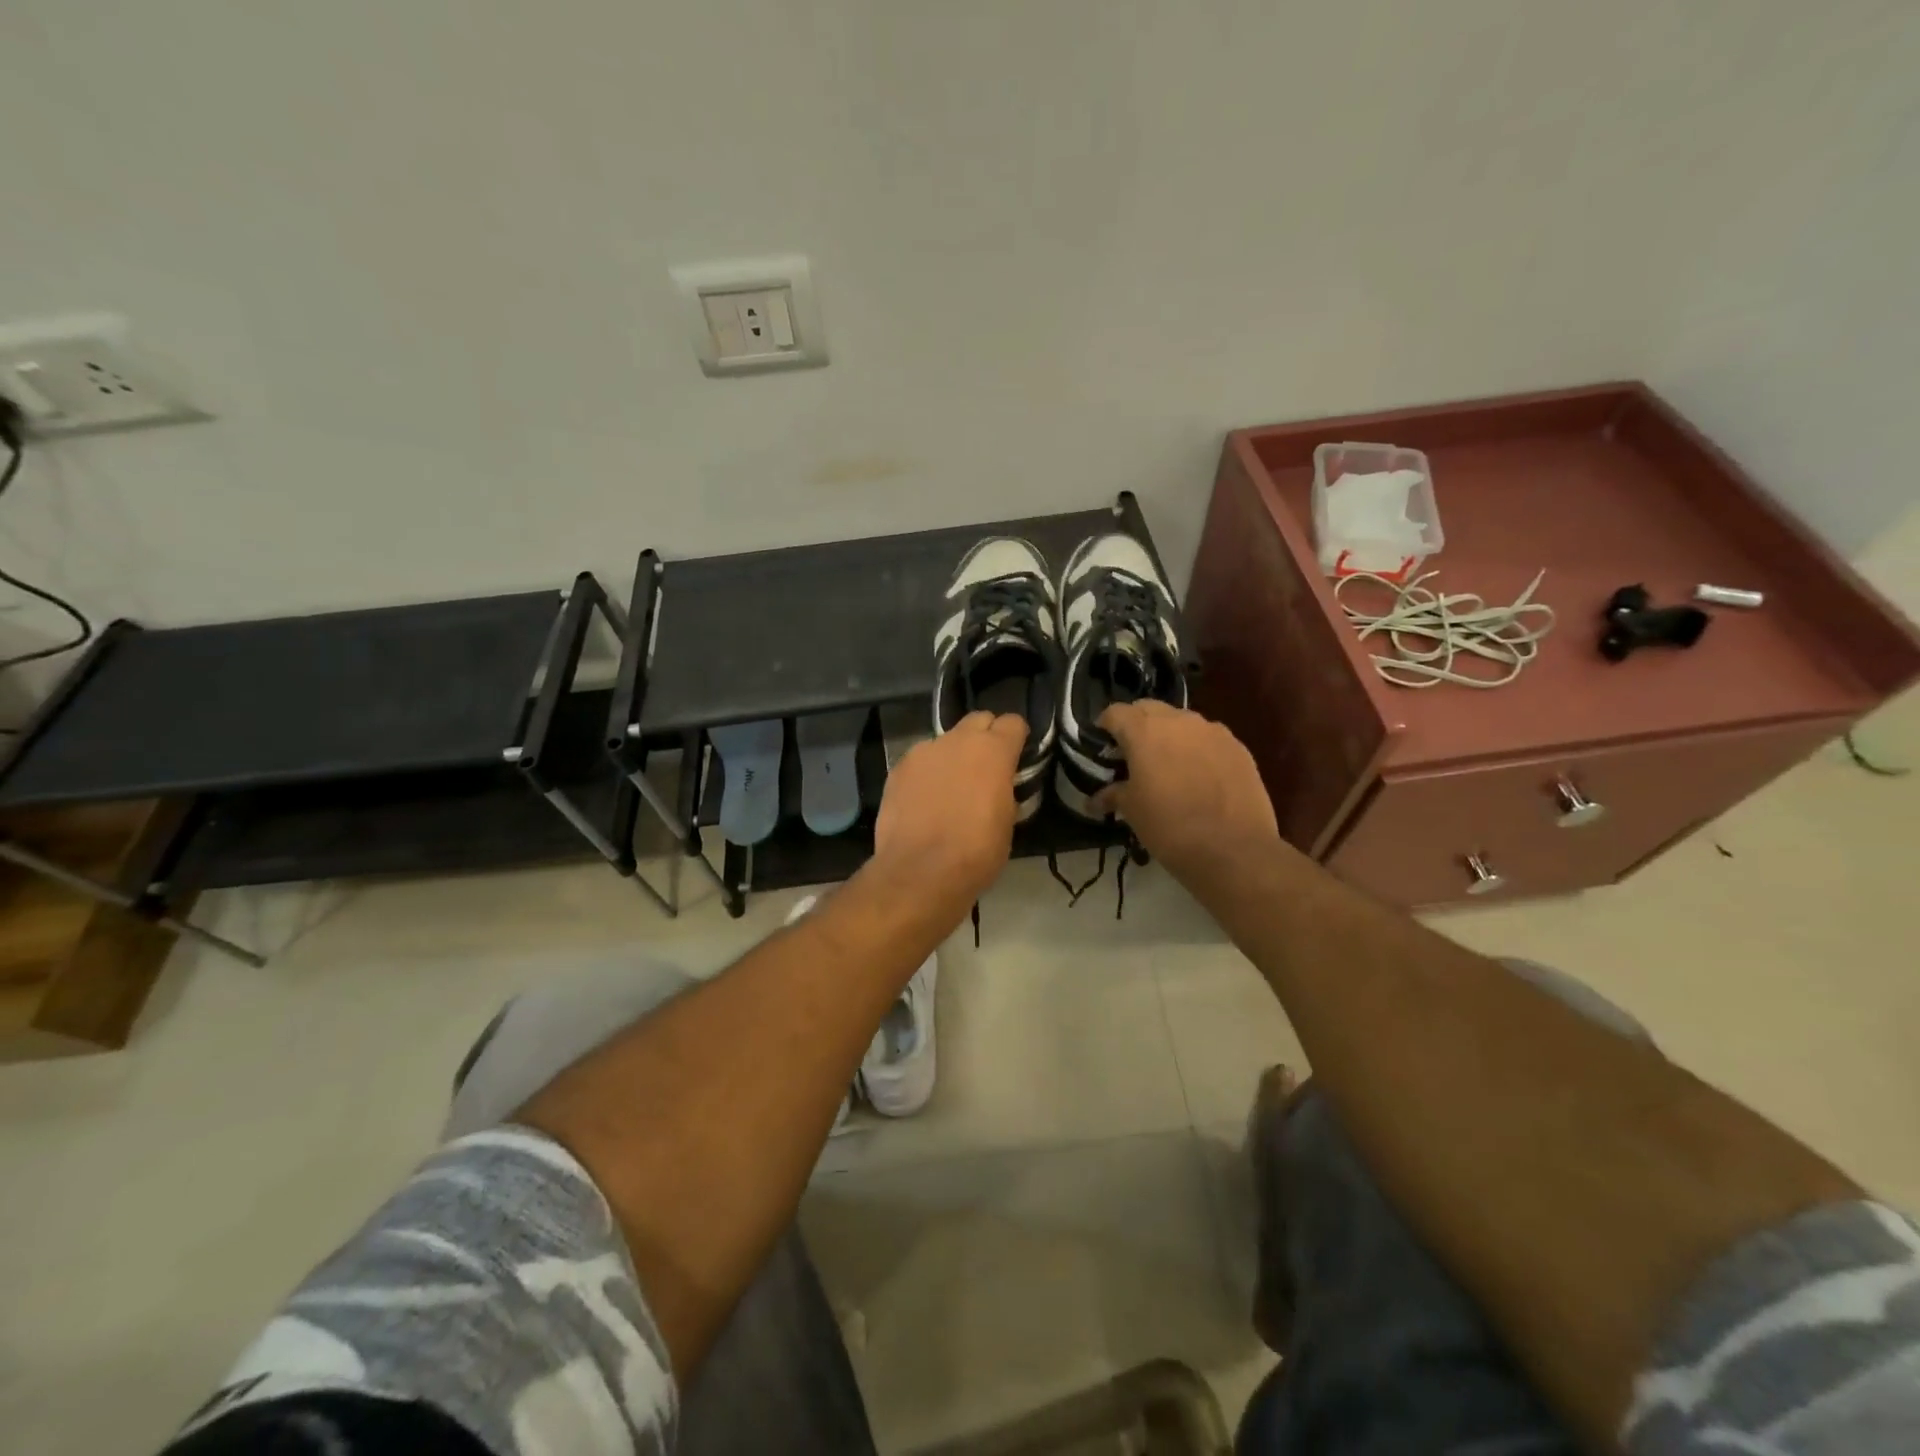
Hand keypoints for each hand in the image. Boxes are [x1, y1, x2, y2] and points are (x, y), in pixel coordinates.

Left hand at [870, 711, 1026, 906]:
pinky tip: (924, 799)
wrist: (920, 871)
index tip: (1016, 756)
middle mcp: (957, 740)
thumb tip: (998, 785)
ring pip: (945, 741)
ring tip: (950, 788)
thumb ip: (1004, 789)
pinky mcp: (898, 769)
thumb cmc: (976, 851)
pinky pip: (920, 761)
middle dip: (984, 737)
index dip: (1016, 737)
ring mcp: (923, 751)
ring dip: (952, 756)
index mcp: (993, 750)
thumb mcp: (1007, 821)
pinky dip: (927, 773)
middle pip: (977, 720)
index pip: (1013, 722)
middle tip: (985, 768)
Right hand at [1092, 702, 1279, 884]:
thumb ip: (1113, 795)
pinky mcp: (1239, 748)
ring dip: (1170, 735)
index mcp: (1145, 731)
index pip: (1115, 712)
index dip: (1105, 726)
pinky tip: (1199, 776)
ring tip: (1168, 765)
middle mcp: (1179, 721)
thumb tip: (1095, 800)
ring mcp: (1213, 731)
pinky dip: (1197, 749)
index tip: (1102, 745)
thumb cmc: (1170, 827)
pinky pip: (1209, 738)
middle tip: (1132, 754)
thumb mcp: (1132, 812)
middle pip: (1150, 709)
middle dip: (1137, 725)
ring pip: (1182, 722)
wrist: (1234, 851)